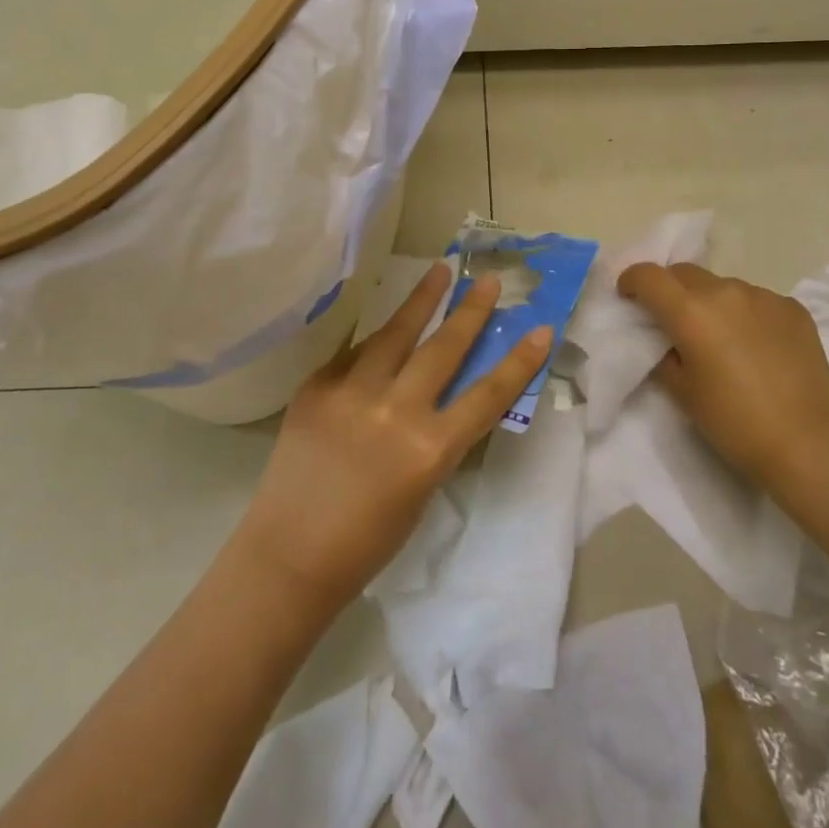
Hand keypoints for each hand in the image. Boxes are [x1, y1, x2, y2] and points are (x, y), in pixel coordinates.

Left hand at [233, 263, 552, 612]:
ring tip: (438, 271)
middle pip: (443, 348)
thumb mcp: (422, 487)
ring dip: (420, 300)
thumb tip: (442, 392)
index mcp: (429, 449)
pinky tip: (384, 330)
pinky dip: (373, 344)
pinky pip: (354, 355)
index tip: (540, 328)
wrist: (288, 555)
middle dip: (470, 311)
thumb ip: (435, 436)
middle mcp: (395, 411)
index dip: (518, 361)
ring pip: (395, 332)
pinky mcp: (317, 386)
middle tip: (489, 281)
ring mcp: (351, 392)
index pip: (487, 395)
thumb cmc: (366, 541)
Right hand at [618, 262, 828, 507]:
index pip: (648, 275)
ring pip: (722, 286)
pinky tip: (755, 346)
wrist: (810, 446)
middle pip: (684, 273)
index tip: (628, 297)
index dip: (631, 281)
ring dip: (710, 301)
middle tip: (671, 319)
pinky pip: (756, 300)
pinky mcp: (793, 309)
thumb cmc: (735, 423)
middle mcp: (725, 291)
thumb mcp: (682, 392)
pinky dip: (744, 313)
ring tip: (719, 337)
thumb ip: (665, 354)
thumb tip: (668, 340)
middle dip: (670, 289)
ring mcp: (764, 296)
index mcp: (690, 310)